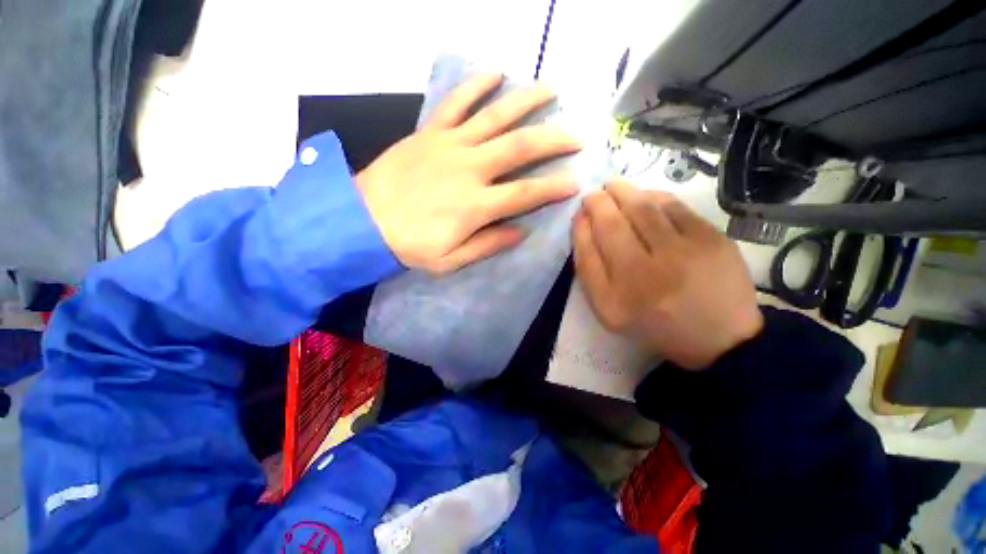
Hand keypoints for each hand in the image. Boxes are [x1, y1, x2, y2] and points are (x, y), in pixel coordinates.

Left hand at [356, 74, 581, 273]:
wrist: (362, 221)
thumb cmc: (409, 245)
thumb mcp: (450, 260)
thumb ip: (487, 245)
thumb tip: (520, 232)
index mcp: (477, 206)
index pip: (526, 193)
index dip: (554, 187)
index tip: (576, 181)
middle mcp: (470, 169)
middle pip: (520, 147)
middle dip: (553, 139)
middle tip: (576, 134)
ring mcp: (450, 145)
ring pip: (495, 116)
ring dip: (526, 101)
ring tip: (551, 90)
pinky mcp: (430, 133)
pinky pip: (457, 103)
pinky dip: (476, 85)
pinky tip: (495, 73)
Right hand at [572, 178, 762, 369]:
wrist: (718, 337)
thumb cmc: (654, 322)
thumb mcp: (609, 308)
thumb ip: (589, 269)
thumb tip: (583, 223)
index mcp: (615, 299)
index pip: (588, 250)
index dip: (580, 225)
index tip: (580, 213)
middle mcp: (645, 276)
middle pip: (612, 224)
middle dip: (598, 202)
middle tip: (594, 194)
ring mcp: (682, 256)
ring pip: (642, 209)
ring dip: (623, 192)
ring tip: (614, 187)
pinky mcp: (711, 241)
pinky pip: (674, 207)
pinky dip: (654, 196)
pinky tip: (645, 197)